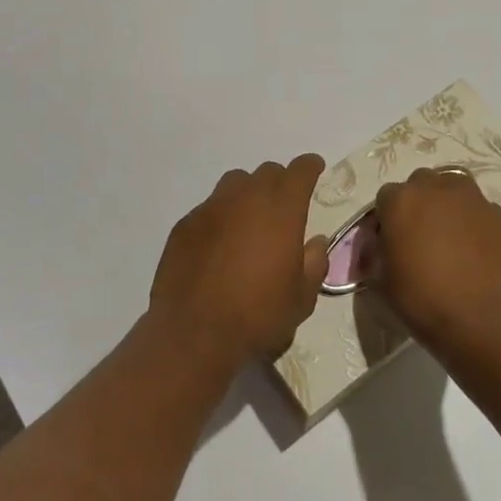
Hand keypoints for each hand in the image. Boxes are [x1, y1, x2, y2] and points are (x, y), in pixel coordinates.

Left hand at [148, 156, 330, 374]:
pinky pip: (208, 208)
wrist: (194, 333)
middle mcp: (245, 198)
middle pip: (266, 172)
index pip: (300, 171)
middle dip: (280, 182)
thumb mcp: (301, 298)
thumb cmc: (258, 315)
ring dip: (247, 193)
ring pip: (234, 183)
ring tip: (249, 220)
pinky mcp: (184, 225)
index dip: (310, 167)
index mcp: (281, 210)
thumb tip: (315, 242)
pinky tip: (219, 244)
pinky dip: (220, 217)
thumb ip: (313, 263)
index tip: (315, 169)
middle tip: (284, 206)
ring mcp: (210, 208)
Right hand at [374, 168, 500, 352]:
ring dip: (449, 203)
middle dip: (419, 203)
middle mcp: (438, 189)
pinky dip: (476, 224)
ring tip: (451, 235)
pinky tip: (478, 252)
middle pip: (422, 183)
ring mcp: (475, 201)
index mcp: (402, 201)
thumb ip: (378, 252)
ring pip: (456, 188)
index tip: (391, 241)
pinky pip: (483, 212)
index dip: (387, 218)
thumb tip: (383, 245)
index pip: (386, 196)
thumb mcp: (381, 280)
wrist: (481, 322)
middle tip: (421, 235)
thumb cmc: (422, 300)